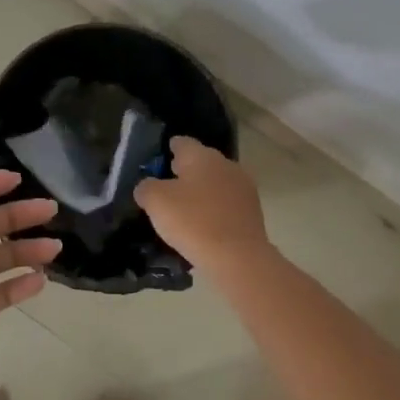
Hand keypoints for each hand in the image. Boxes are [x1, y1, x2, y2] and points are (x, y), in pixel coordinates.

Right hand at [132, 137, 268, 271]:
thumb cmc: (193, 222)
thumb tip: (148, 186)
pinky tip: (203, 226)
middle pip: (201, 162)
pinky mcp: (253, 211)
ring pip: (216, 183)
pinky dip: (214, 210)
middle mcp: (226, 164)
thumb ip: (146, 187)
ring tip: (184, 211)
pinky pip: (226, 204)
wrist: (238, 257)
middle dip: (184, 173)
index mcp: (202, 156)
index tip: (157, 163)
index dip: (167, 150)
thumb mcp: (156, 202)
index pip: (181, 142)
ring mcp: (243, 187)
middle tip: (166, 189)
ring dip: (201, 193)